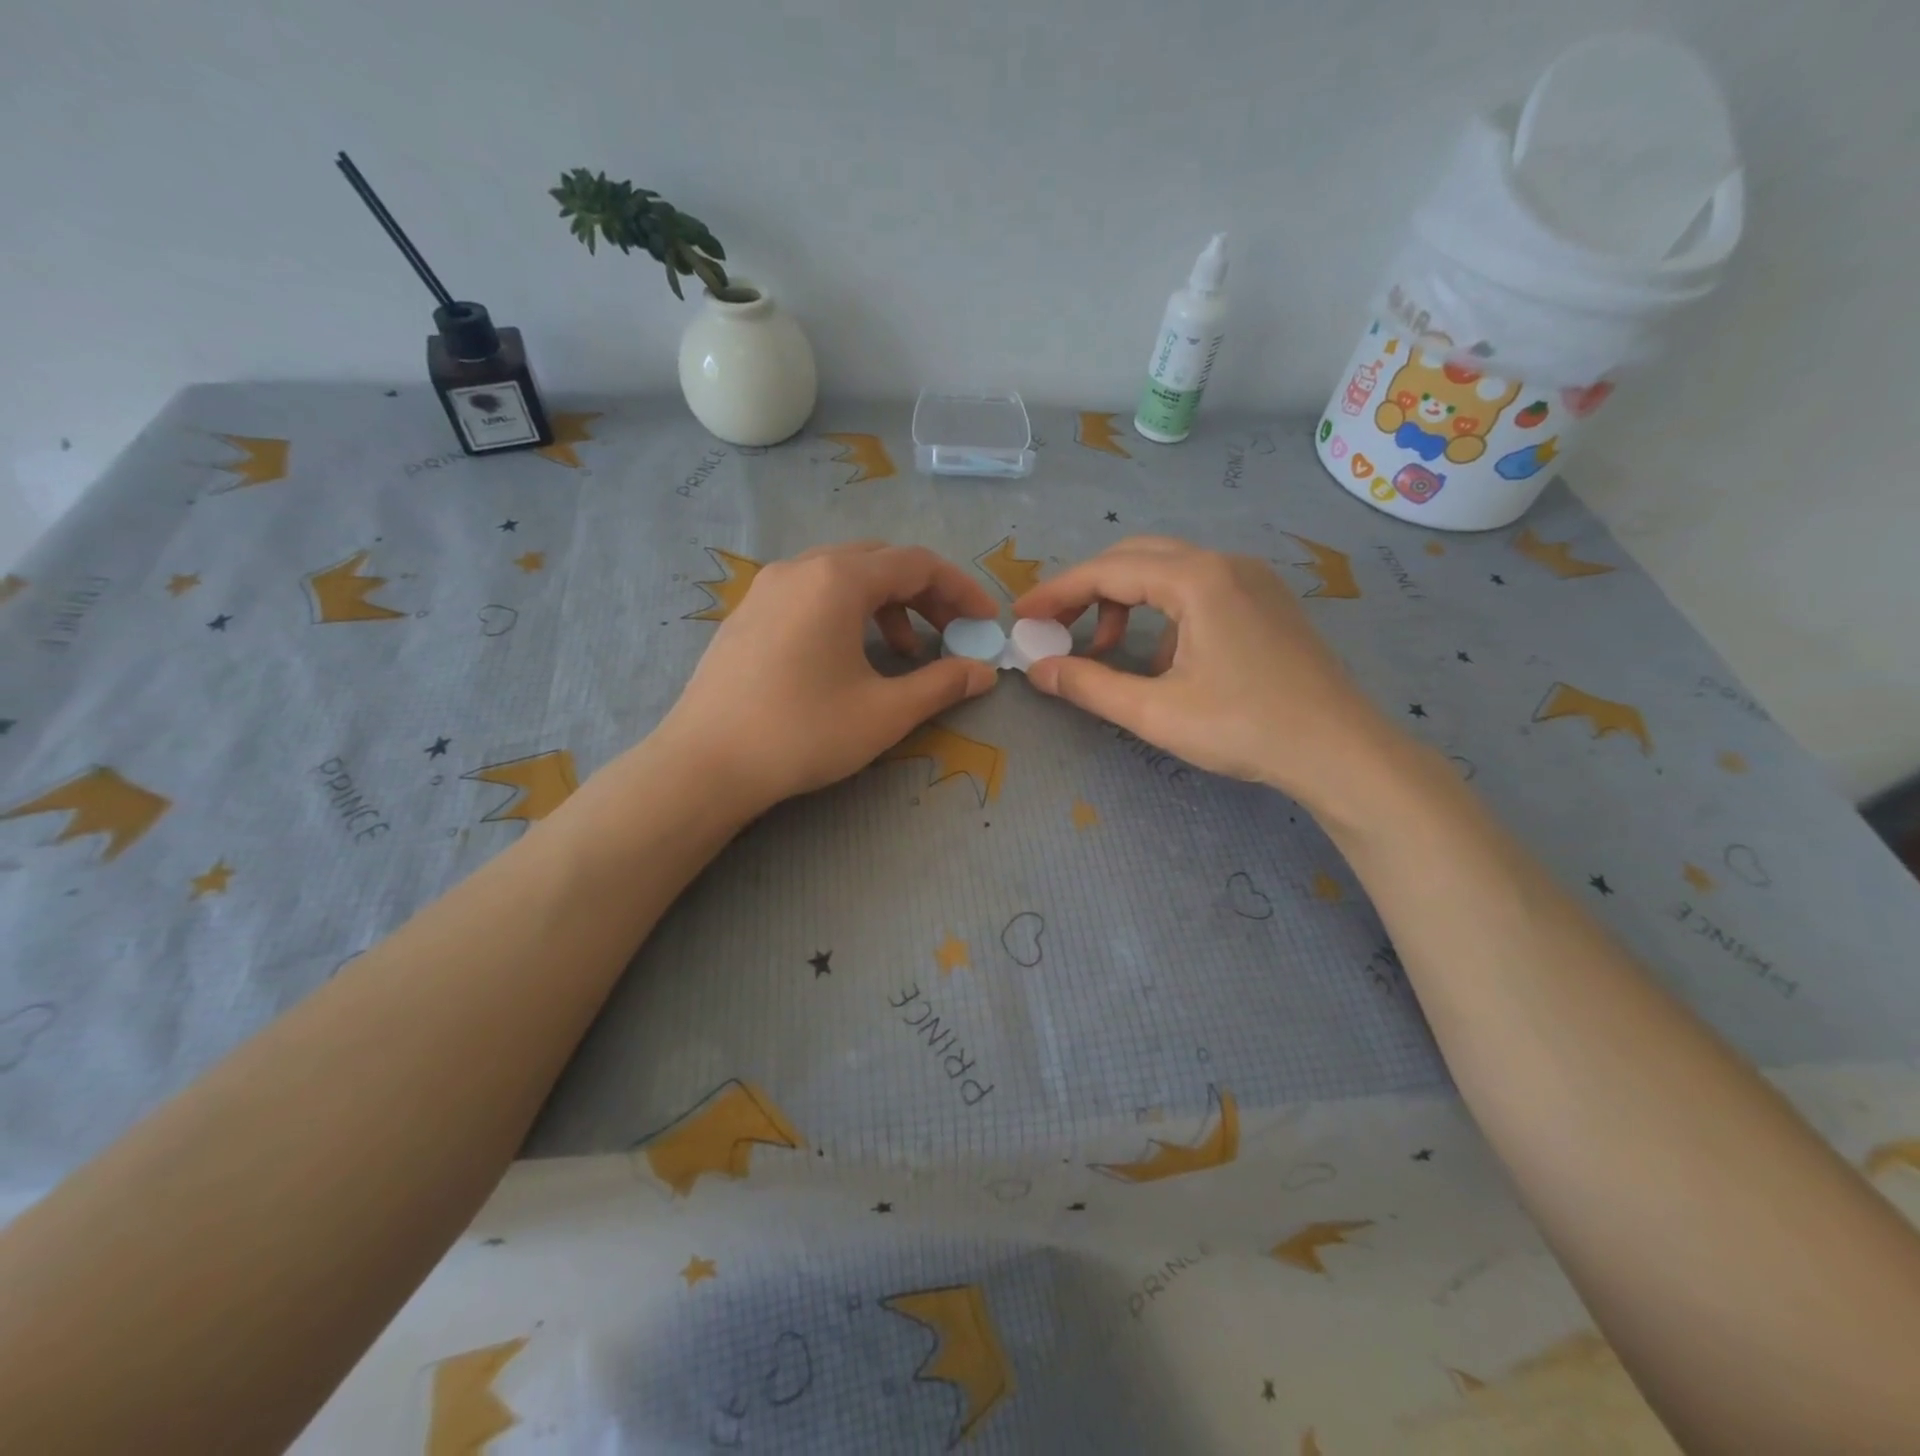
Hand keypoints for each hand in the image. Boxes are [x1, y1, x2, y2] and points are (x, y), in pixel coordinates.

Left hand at [649, 541, 999, 815]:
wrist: (705, 763)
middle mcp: (801, 567)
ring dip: (887, 605)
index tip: (985, 623)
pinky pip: (812, 593)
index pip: (917, 563)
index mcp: (837, 579)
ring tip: (905, 653)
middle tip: (951, 634)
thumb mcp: (885, 712)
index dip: (961, 590)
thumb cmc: (803, 732)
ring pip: (844, 576)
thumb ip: (943, 684)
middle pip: (881, 562)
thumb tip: (984, 672)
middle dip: (926, 595)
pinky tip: (850, 656)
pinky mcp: (748, 612)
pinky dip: (848, 613)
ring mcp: (768, 587)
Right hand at [1013, 537, 1400, 810]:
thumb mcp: (1155, 712)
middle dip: (1087, 589)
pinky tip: (1161, 659)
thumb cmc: (1245, 728)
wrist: (1340, 751)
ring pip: (1167, 570)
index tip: (1021, 616)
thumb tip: (1038, 670)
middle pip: (1135, 558)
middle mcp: (1224, 563)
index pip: (1107, 571)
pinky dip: (1161, 612)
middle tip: (1053, 626)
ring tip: (1104, 649)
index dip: (1057, 592)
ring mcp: (1250, 579)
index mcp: (1197, 579)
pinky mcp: (1264, 600)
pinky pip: (1197, 588)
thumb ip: (1089, 686)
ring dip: (1124, 600)